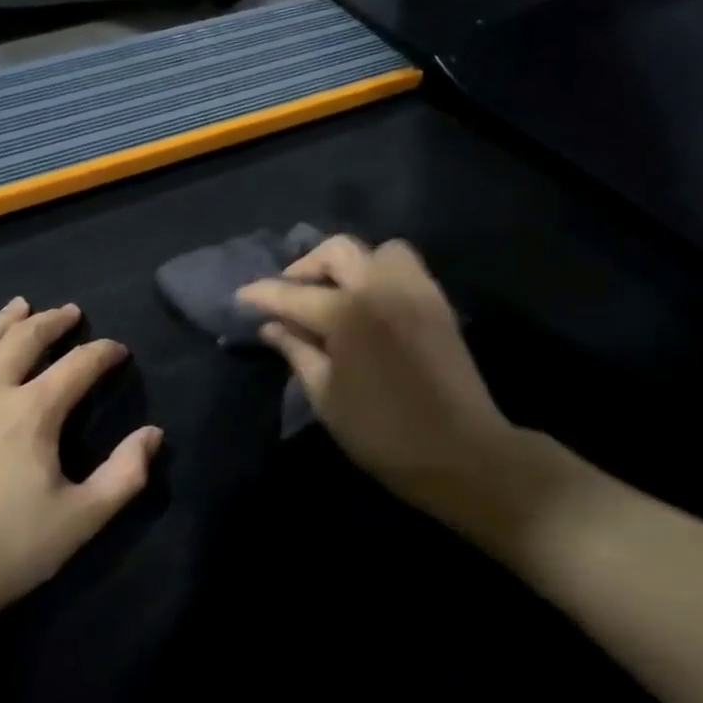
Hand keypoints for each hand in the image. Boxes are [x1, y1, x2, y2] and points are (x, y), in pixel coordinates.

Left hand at [0, 298, 160, 625]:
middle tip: (68, 312)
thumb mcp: (80, 519)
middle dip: (52, 322)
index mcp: (33, 412)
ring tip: (17, 306)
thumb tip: (153, 434)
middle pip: (24, 341)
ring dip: (0, 324)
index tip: (118, 350)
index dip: (103, 353)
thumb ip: (124, 475)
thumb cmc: (3, 551)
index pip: (78, 366)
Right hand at [237, 238, 540, 548]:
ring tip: (337, 292)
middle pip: (337, 251)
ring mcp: (415, 290)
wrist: (461, 453)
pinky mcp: (437, 301)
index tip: (241, 296)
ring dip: (350, 263)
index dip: (262, 294)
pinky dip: (380, 272)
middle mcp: (381, 288)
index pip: (293, 294)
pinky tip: (370, 302)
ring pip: (378, 249)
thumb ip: (297, 352)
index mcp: (347, 314)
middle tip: (292, 293)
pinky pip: (405, 266)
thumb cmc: (383, 434)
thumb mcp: (326, 397)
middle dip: (306, 266)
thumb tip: (271, 327)